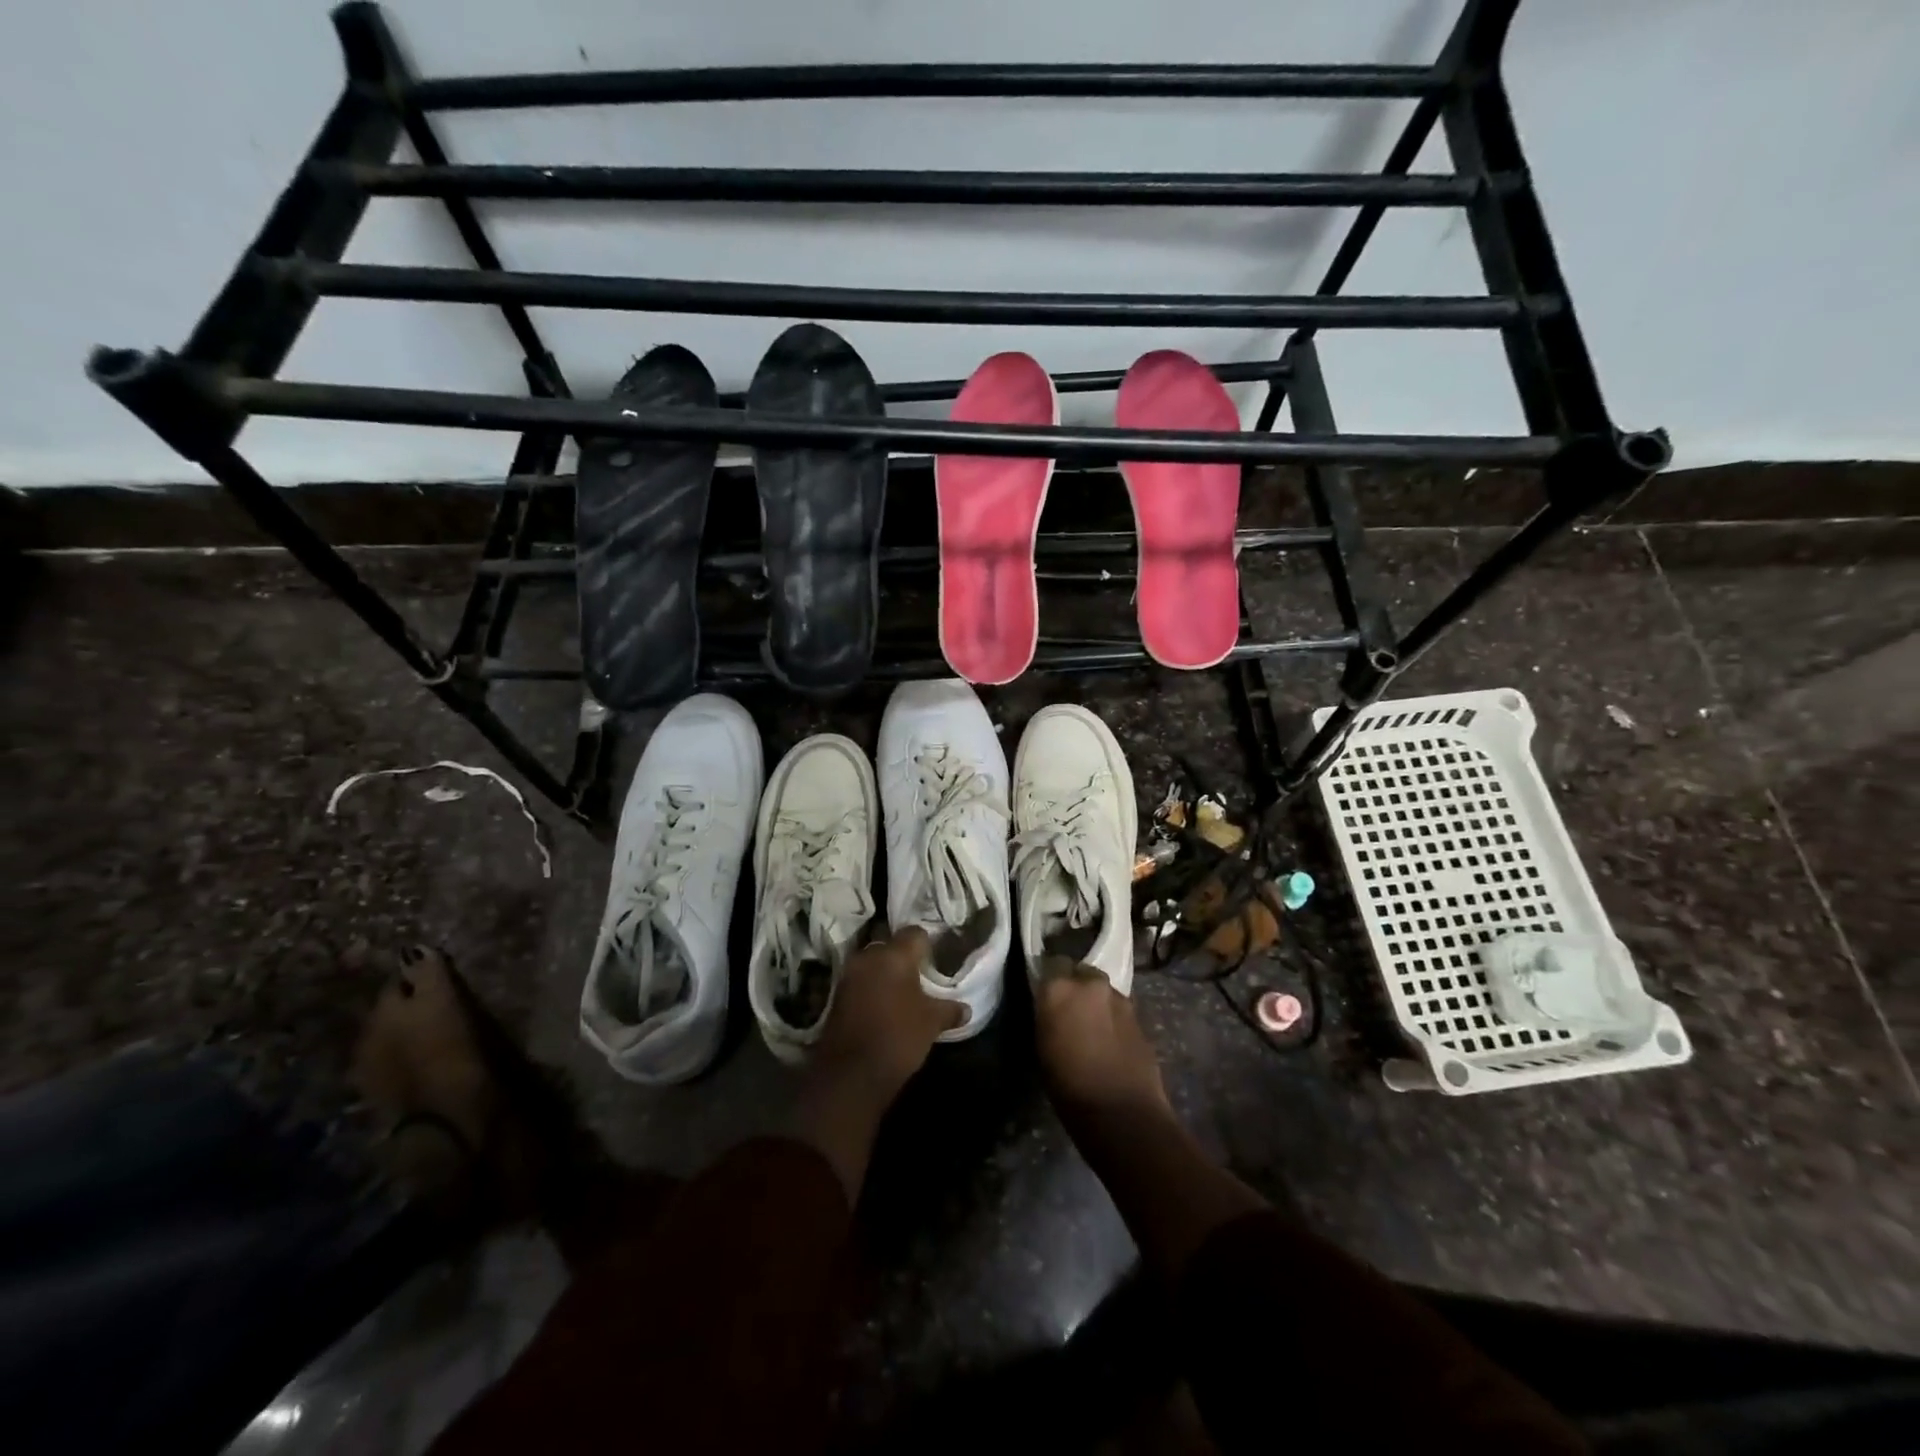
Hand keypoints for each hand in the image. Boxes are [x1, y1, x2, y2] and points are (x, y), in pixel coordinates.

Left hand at [813, 926, 965, 1101]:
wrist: (851, 1074)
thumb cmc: (899, 1038)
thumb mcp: (932, 1023)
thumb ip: (949, 1010)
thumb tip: (966, 1008)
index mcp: (895, 955)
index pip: (915, 933)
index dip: (927, 943)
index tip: (936, 959)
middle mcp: (869, 956)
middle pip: (890, 946)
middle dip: (904, 958)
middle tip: (920, 976)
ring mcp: (849, 974)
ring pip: (873, 963)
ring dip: (885, 973)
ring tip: (902, 993)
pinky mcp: (836, 995)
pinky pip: (859, 981)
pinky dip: (871, 988)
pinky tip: (883, 1006)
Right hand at [1033, 957, 1169, 1118]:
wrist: (1122, 1112)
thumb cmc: (1069, 1086)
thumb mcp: (1043, 1046)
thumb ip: (1048, 1015)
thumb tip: (1052, 1008)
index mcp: (1059, 988)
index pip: (1051, 963)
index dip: (1050, 978)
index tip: (1047, 994)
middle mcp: (1090, 984)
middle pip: (1081, 972)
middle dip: (1077, 986)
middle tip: (1071, 1010)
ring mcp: (1119, 998)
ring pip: (1103, 990)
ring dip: (1097, 1002)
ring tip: (1092, 1028)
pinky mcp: (1140, 1016)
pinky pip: (1120, 1009)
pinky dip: (1113, 1019)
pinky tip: (1110, 1042)